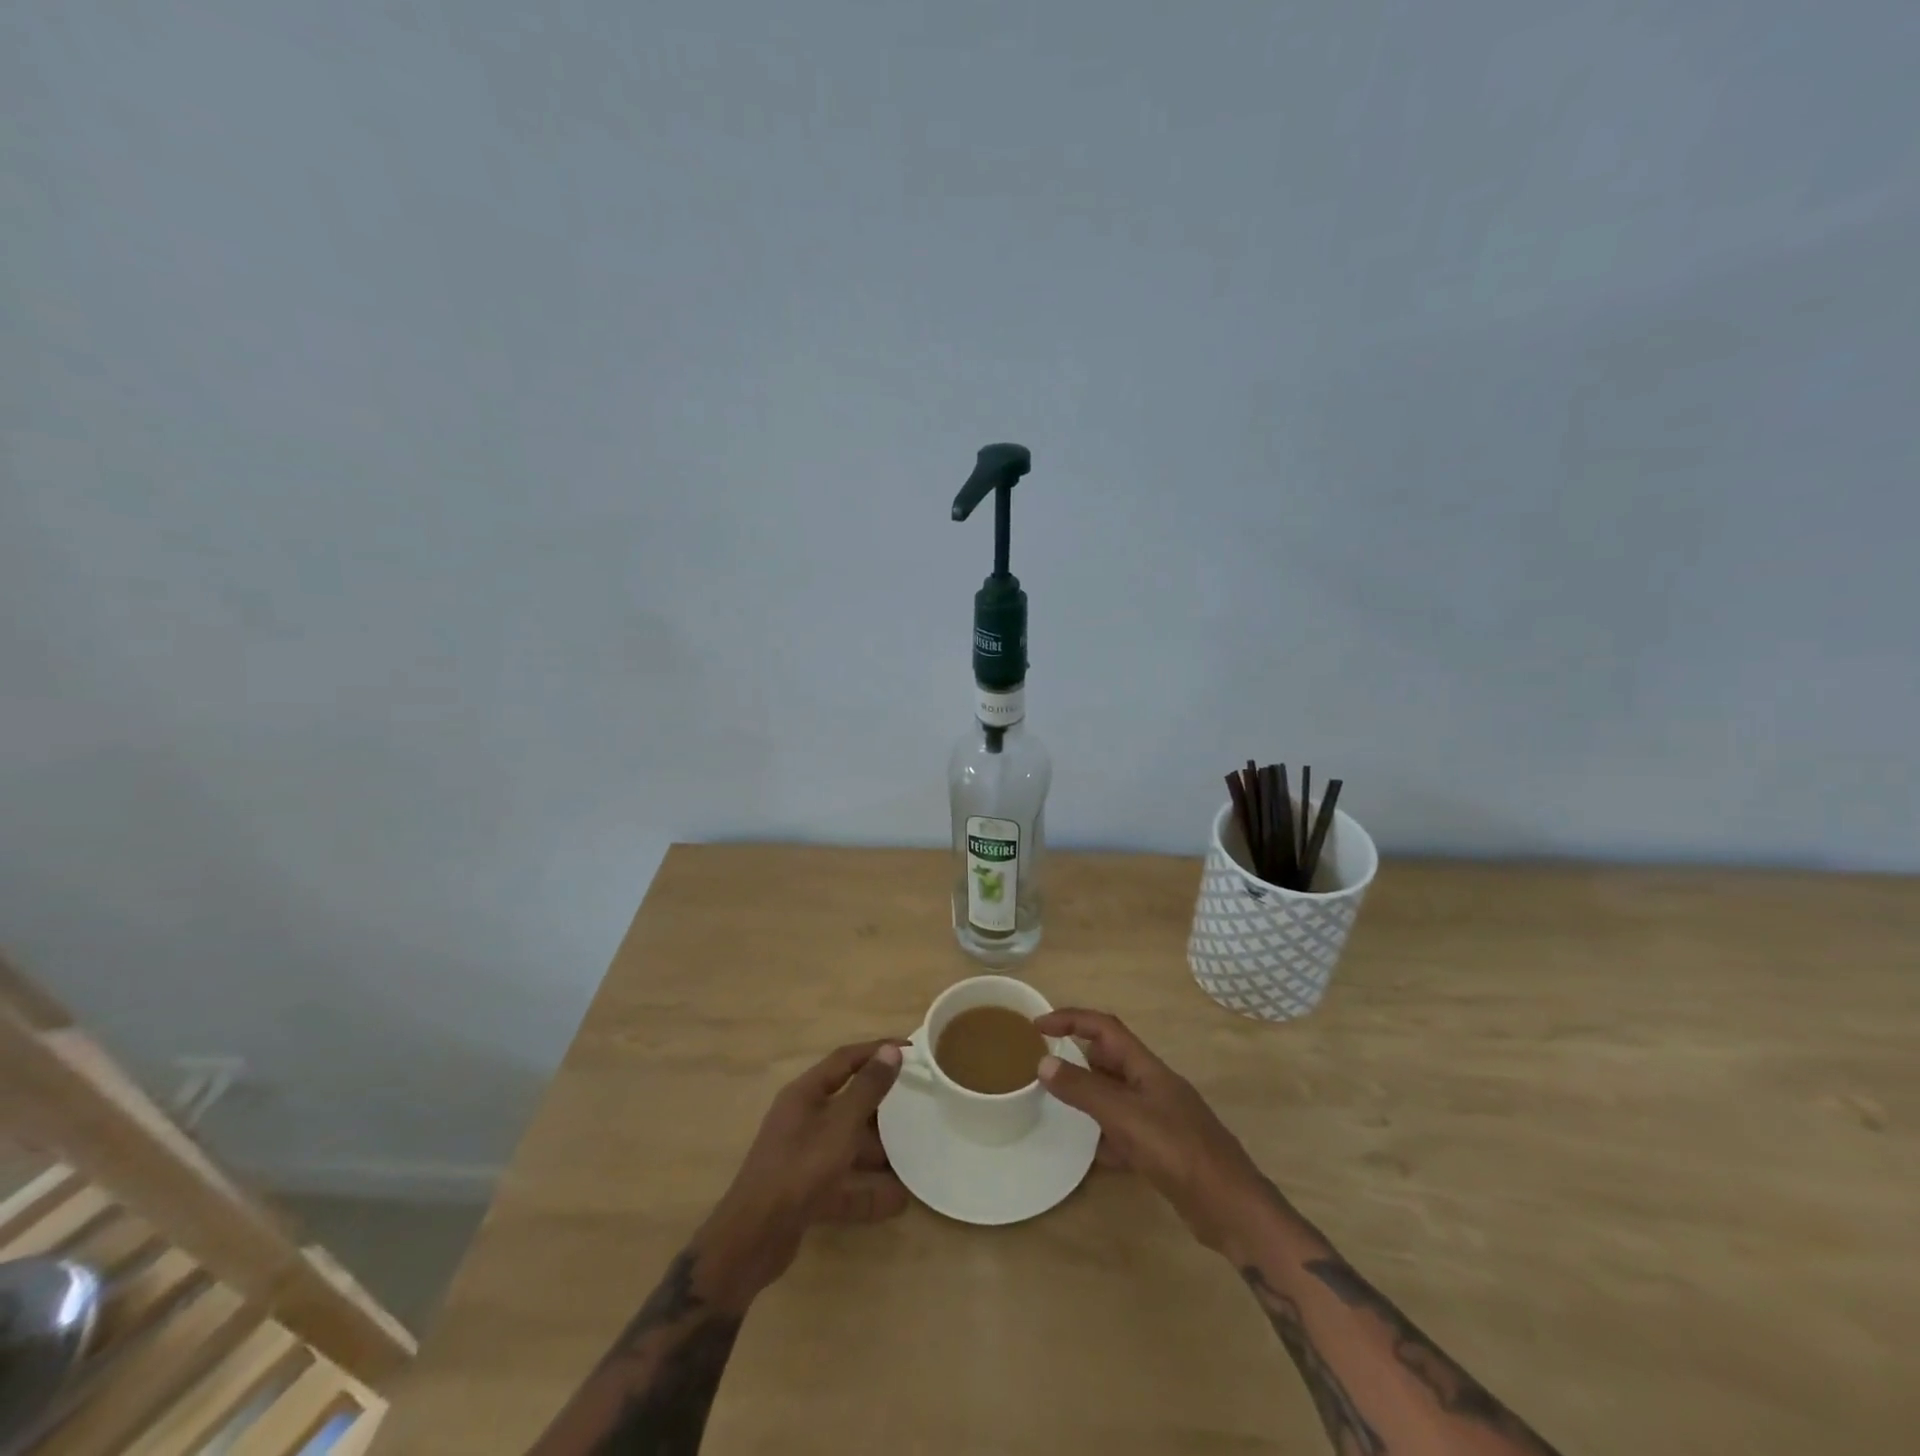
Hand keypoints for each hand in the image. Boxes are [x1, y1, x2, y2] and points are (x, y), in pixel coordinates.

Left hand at [695, 1040, 907, 1306]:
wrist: (753, 1239)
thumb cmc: (799, 1168)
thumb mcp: (840, 1124)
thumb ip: (867, 1089)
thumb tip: (891, 1050)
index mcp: (805, 1094)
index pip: (845, 1059)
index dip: (877, 1051)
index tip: (912, 1052)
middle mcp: (802, 1119)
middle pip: (848, 1103)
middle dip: (882, 1107)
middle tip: (917, 1104)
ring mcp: (803, 1157)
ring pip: (848, 1146)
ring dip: (879, 1152)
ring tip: (914, 1155)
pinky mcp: (806, 1192)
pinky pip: (844, 1184)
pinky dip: (868, 1192)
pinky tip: (898, 1201)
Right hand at [1034, 1008, 1269, 1253]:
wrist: (1231, 1209)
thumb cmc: (1179, 1152)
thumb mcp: (1125, 1117)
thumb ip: (1084, 1090)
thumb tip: (1044, 1063)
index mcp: (1146, 1068)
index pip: (1104, 1028)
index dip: (1071, 1020)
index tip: (1038, 1027)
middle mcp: (1152, 1086)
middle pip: (1110, 1059)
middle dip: (1079, 1058)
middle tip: (1046, 1069)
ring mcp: (1160, 1119)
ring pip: (1115, 1097)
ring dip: (1090, 1097)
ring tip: (1060, 1109)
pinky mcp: (1163, 1151)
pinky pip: (1125, 1132)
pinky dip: (1106, 1136)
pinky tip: (1092, 1154)